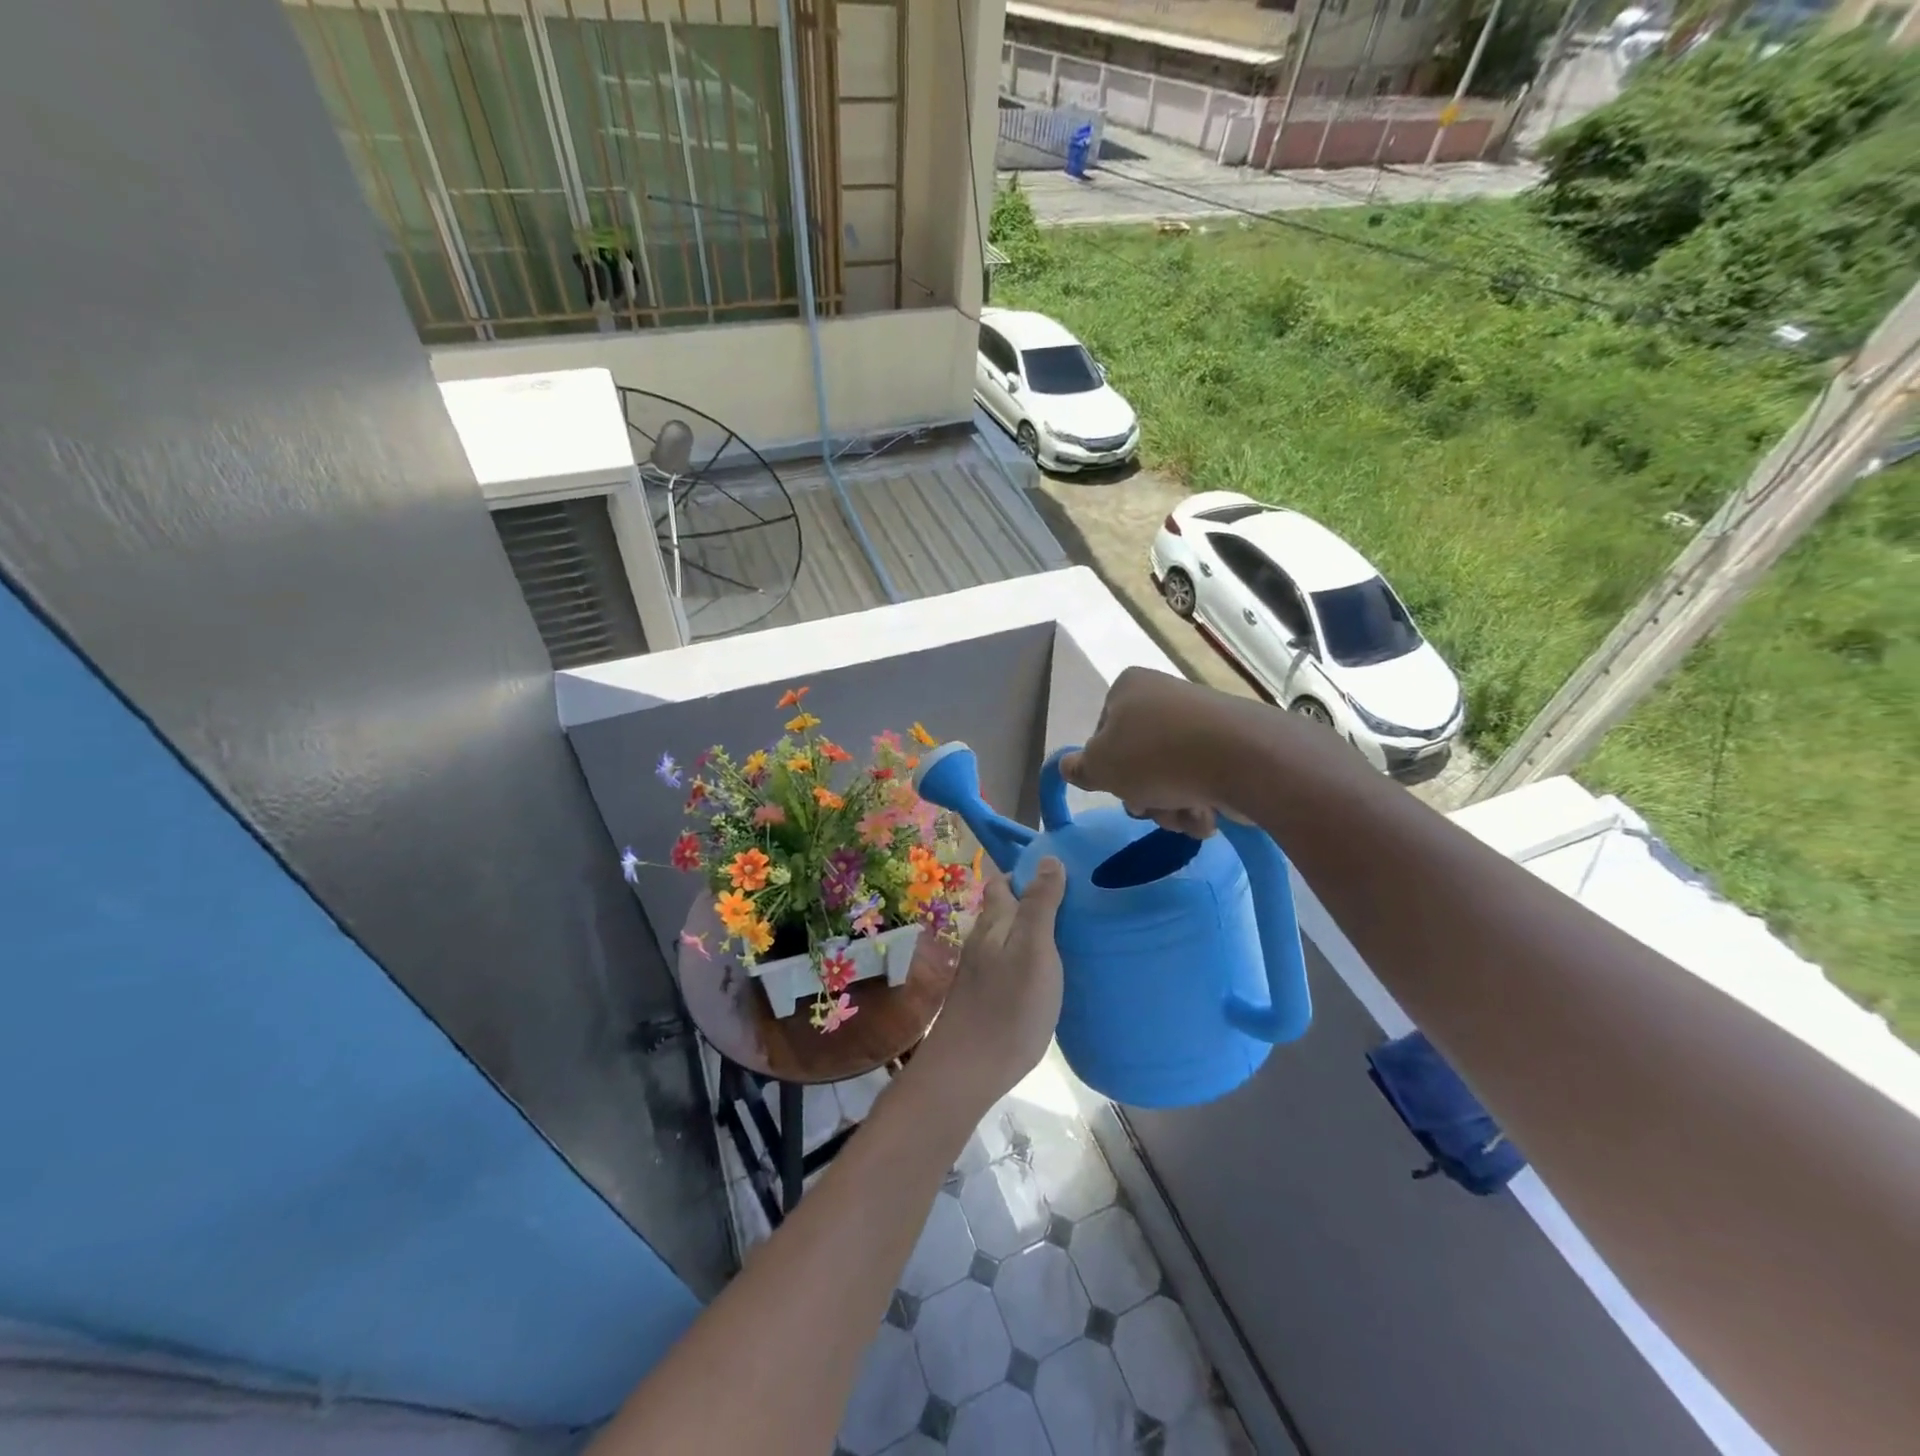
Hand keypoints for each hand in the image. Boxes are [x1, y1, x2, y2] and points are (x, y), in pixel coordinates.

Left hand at [912, 859, 1066, 1112]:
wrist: (968, 1070)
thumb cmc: (1009, 1005)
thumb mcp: (1034, 949)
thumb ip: (1040, 904)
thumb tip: (1049, 859)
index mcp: (994, 922)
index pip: (1004, 882)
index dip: (1028, 873)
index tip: (1063, 872)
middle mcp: (983, 941)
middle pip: (1006, 910)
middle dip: (1033, 900)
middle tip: (1075, 904)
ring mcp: (981, 971)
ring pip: (1007, 938)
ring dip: (1032, 930)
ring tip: (1069, 935)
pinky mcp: (986, 997)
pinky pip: (1009, 964)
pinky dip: (1028, 958)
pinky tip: (1049, 973)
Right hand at [1058, 667, 1240, 837]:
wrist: (1243, 759)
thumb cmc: (1156, 756)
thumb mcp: (1100, 766)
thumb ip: (1078, 769)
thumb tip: (1069, 766)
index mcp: (1129, 688)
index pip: (1101, 734)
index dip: (1106, 767)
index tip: (1117, 787)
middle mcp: (1165, 697)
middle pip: (1138, 759)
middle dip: (1143, 794)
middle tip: (1149, 807)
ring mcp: (1202, 721)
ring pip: (1170, 777)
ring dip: (1171, 807)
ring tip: (1185, 816)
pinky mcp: (1232, 746)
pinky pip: (1203, 780)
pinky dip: (1200, 803)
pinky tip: (1207, 816)